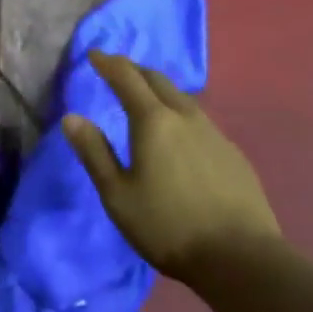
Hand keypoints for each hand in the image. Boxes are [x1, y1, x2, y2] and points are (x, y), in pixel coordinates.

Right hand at [63, 50, 280, 286]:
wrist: (241, 257)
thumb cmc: (168, 226)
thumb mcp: (118, 195)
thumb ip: (94, 153)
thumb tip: (71, 117)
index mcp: (153, 121)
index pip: (127, 77)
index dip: (108, 63)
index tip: (94, 54)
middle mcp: (185, 116)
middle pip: (157, 80)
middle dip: (134, 70)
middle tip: (118, 71)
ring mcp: (214, 133)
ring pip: (182, 98)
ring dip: (160, 90)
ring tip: (147, 98)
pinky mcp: (233, 153)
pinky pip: (200, 120)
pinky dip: (181, 114)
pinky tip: (181, 135)